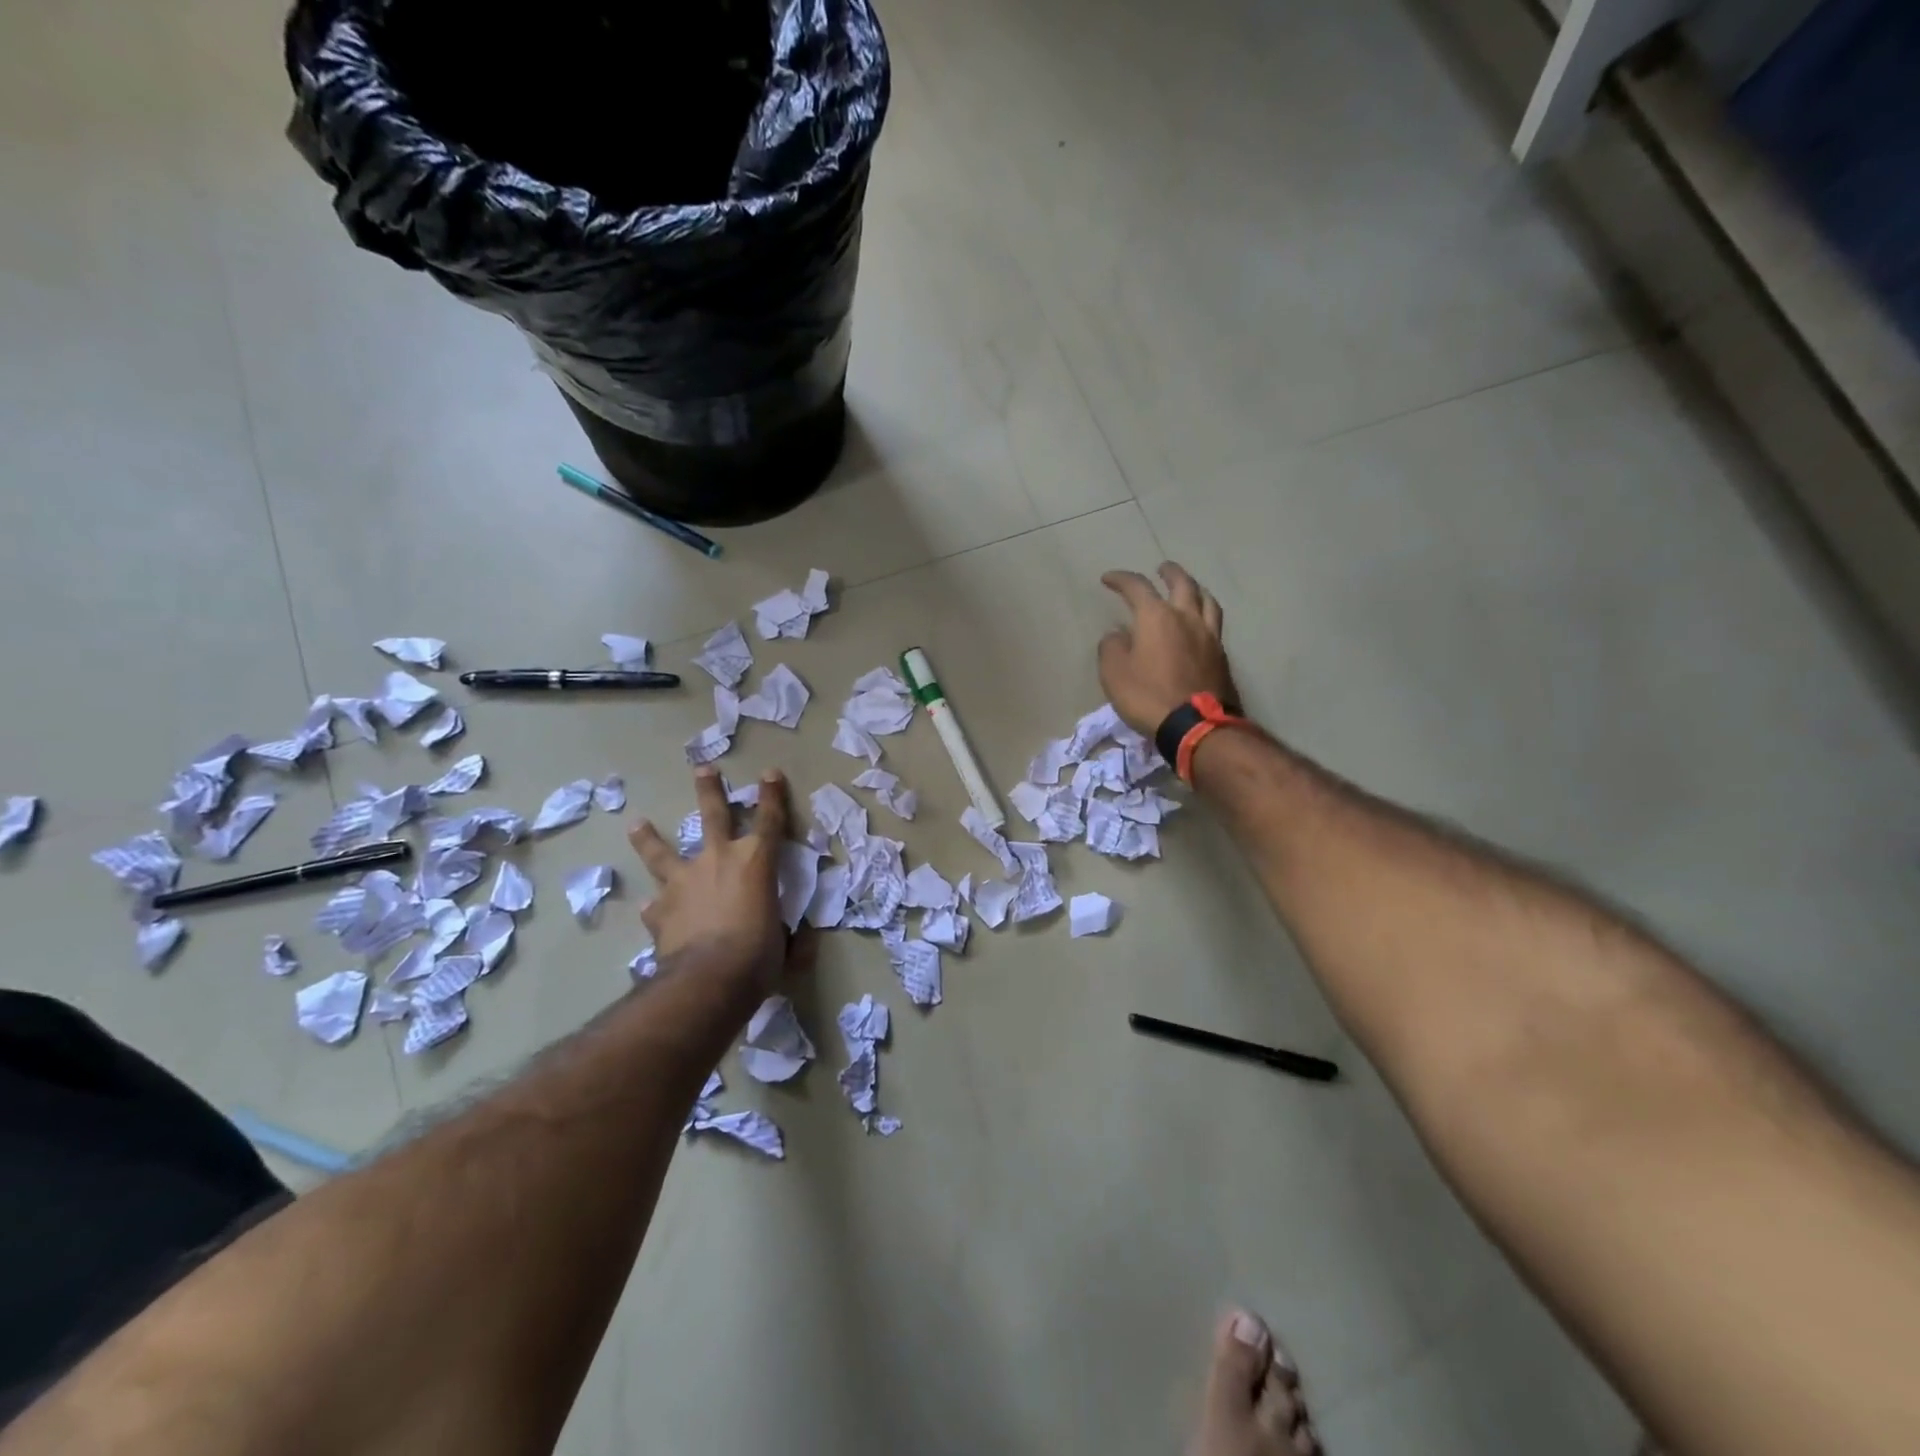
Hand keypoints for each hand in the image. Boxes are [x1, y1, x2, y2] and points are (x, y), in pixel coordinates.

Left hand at [628, 766, 790, 993]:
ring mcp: (684, 882)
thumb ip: (793, 937)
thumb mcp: (786, 946)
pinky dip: (655, 906)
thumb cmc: (758, 956)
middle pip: (713, 816)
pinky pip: (655, 904)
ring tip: (637, 823)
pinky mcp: (660, 910)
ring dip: (650, 838)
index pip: (770, 821)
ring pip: (662, 852)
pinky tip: (650, 908)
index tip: (770, 773)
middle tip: (703, 769)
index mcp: (757, 863)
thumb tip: (803, 940)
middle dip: (709, 791)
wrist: (708, 979)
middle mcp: (718, 861)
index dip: (772, 796)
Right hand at [1098, 562, 1239, 734]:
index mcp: (1156, 617)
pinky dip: (1204, 615)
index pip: (1137, 587)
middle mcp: (1186, 617)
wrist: (1196, 726)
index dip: (1121, 579)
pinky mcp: (1221, 656)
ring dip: (1195, 589)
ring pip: (1206, 600)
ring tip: (1189, 589)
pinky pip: (1214, 624)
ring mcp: (1209, 636)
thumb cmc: (1148, 696)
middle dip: (1169, 573)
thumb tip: (1118, 635)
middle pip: (1182, 584)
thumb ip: (1112, 647)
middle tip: (1161, 569)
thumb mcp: (1114, 673)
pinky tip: (1199, 624)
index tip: (1108, 579)